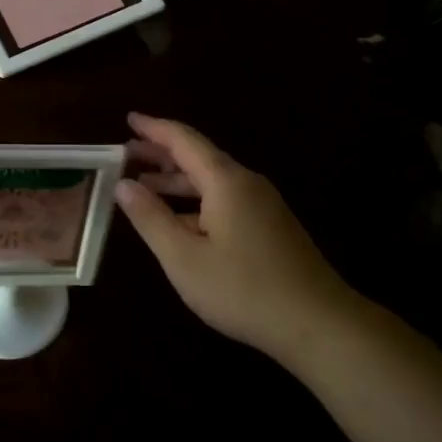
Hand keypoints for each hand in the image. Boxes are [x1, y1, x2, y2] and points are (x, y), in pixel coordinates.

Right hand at [114, 113, 361, 366]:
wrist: (317, 323)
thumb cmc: (243, 289)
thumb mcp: (184, 257)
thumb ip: (150, 218)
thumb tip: (123, 184)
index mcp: (225, 181)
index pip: (184, 140)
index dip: (153, 128)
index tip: (128, 119)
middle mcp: (246, 183)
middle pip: (198, 157)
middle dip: (161, 154)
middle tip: (125, 156)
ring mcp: (262, 205)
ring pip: (212, 182)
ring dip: (177, 181)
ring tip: (143, 187)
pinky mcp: (270, 226)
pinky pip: (224, 200)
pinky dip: (195, 201)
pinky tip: (179, 221)